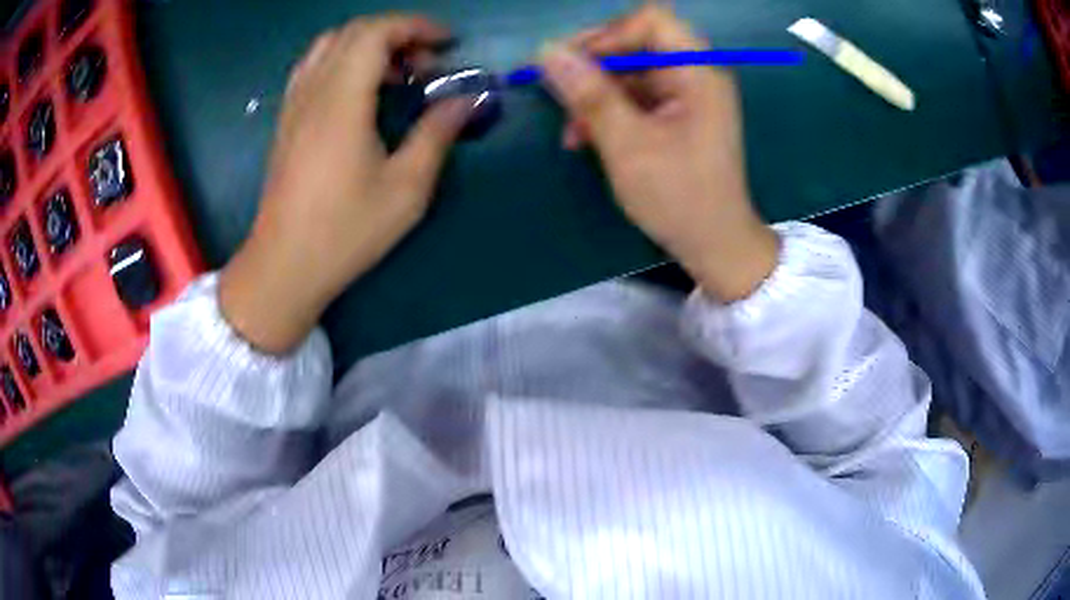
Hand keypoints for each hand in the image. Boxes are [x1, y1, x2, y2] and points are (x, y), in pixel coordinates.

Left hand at [219, 15, 472, 353]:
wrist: (284, 265)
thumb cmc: (345, 231)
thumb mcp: (406, 189)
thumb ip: (438, 134)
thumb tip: (467, 100)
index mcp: (341, 102)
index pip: (376, 33)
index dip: (416, 26)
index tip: (448, 43)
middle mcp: (313, 92)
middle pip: (353, 31)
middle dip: (398, 33)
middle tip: (427, 64)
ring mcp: (294, 104)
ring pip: (330, 45)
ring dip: (368, 44)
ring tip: (395, 74)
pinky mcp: (286, 120)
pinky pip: (313, 66)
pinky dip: (343, 59)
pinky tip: (360, 89)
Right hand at [540, 7, 777, 301]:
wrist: (716, 246)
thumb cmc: (679, 197)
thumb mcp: (628, 145)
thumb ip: (589, 94)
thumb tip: (547, 50)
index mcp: (698, 72)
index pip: (650, 21)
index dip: (608, 34)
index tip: (574, 65)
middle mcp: (695, 75)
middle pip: (636, 44)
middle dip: (593, 68)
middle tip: (559, 94)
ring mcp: (686, 96)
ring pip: (629, 73)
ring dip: (595, 96)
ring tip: (571, 132)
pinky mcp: (676, 116)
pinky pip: (635, 98)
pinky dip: (608, 112)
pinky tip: (585, 138)